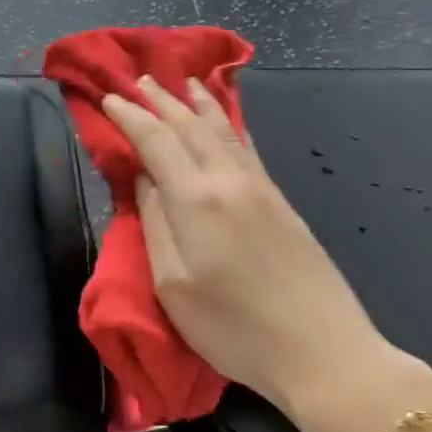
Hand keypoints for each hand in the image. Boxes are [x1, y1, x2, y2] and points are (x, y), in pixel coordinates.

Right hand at [103, 77, 431, 431]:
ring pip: (224, 132)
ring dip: (198, 106)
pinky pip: (248, 148)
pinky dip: (231, 126)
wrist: (323, 351)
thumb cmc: (233, 328)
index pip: (156, 142)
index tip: (108, 98)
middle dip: (162, 101)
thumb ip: (155, 225)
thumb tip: (146, 181)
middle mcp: (230, 181)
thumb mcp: (173, 285)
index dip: (130, 117)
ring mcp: (261, 189)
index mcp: (197, 200)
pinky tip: (228, 121)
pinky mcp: (282, 203)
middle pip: (191, 128)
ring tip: (184, 83)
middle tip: (140, 80)